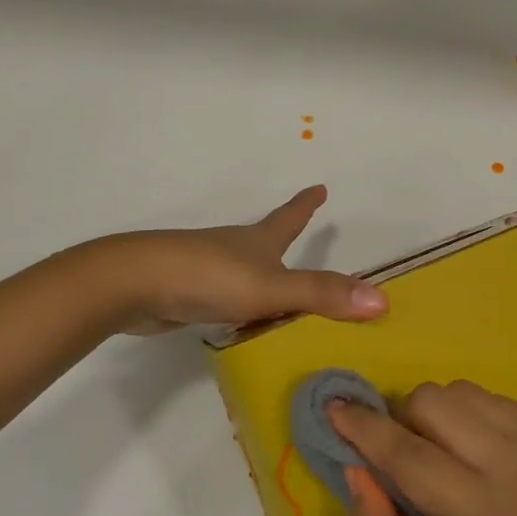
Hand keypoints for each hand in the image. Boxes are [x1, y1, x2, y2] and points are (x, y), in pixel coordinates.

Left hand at [97, 185, 386, 334]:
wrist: (135, 285)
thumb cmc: (208, 276)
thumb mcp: (271, 288)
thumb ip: (321, 295)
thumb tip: (381, 300)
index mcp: (258, 241)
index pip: (290, 217)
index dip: (306, 204)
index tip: (320, 186)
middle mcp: (236, 250)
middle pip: (267, 243)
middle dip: (285, 243)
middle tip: (304, 248)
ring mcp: (209, 271)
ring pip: (247, 275)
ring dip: (266, 283)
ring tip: (284, 304)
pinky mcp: (189, 295)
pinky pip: (227, 302)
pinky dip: (242, 312)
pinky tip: (243, 328)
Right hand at [331, 381, 516, 515]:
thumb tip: (353, 466)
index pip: (410, 456)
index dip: (364, 429)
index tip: (332, 408)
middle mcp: (516, 466)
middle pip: (433, 403)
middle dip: (400, 420)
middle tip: (399, 458)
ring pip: (459, 390)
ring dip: (432, 413)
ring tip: (438, 456)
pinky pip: (488, 396)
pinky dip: (464, 412)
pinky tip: (470, 452)